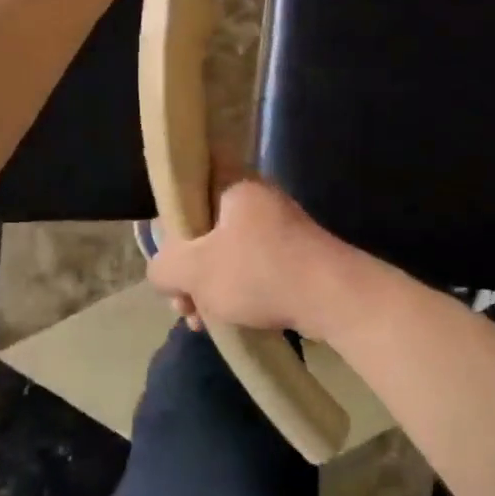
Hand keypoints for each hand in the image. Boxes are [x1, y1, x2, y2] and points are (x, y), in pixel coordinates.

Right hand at [148, 178, 369, 342]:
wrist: (331, 296)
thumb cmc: (258, 272)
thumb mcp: (195, 271)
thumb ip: (163, 267)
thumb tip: (163, 271)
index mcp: (233, 185)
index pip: (193, 175)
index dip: (171, 206)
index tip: (165, 244)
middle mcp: (256, 197)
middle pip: (204, 223)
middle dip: (186, 266)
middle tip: (180, 300)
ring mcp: (277, 226)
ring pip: (225, 249)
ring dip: (206, 284)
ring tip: (197, 320)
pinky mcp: (291, 253)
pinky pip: (249, 265)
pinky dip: (232, 289)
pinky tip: (221, 320)